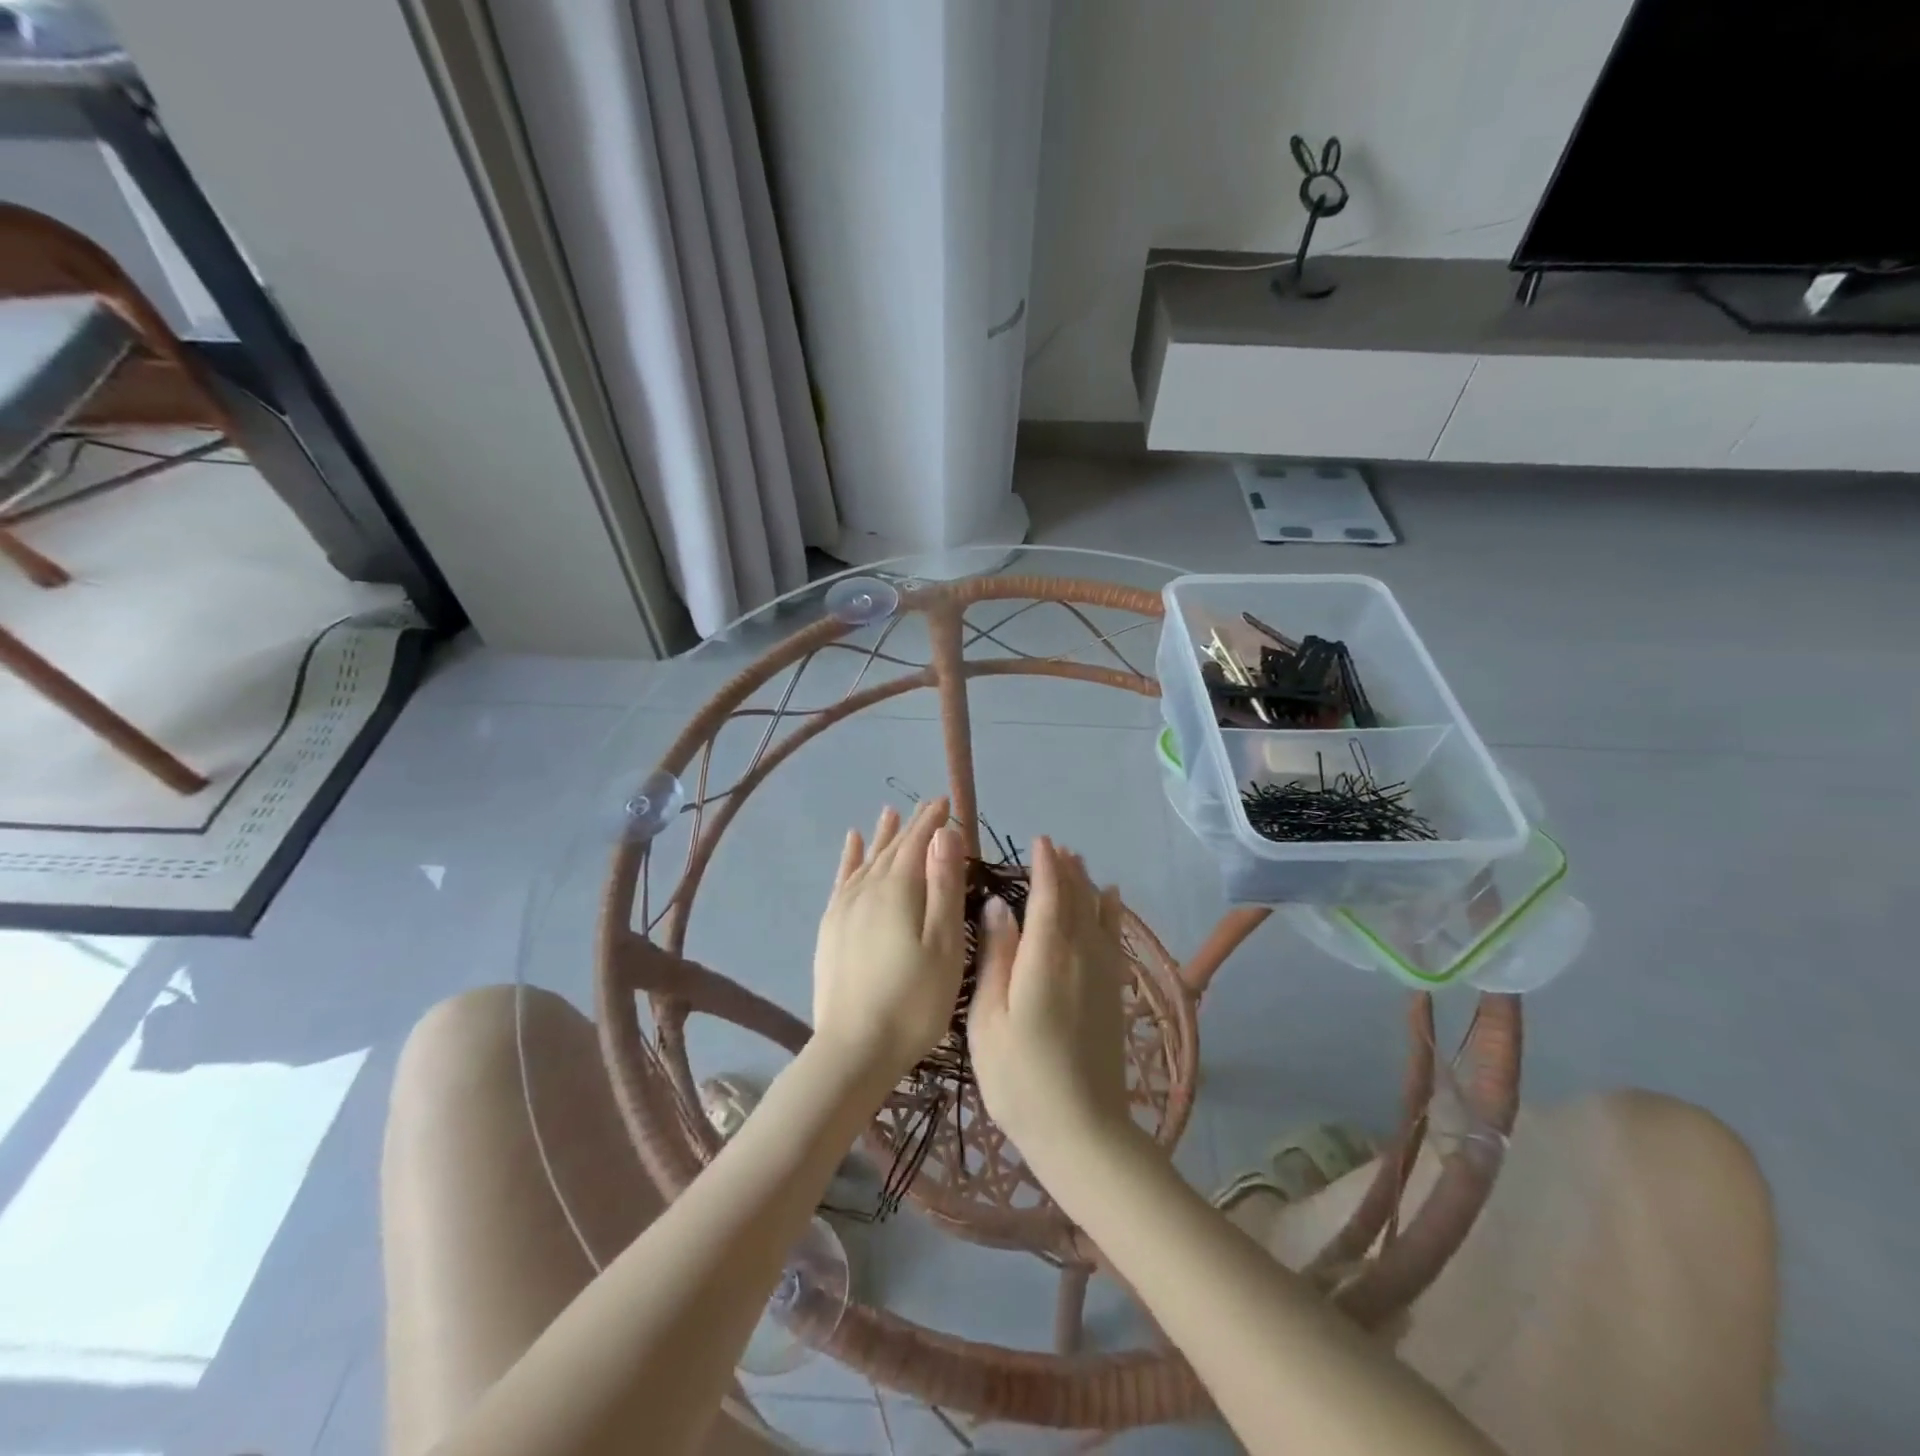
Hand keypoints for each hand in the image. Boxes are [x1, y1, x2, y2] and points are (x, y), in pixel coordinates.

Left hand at [811, 799, 967, 1083]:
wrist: (855, 1047)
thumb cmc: (915, 1000)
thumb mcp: (945, 944)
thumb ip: (944, 886)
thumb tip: (945, 834)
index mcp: (899, 889)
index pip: (918, 842)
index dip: (933, 820)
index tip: (946, 801)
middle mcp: (868, 888)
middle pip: (892, 848)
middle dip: (912, 825)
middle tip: (928, 806)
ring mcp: (844, 907)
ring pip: (867, 859)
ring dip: (881, 836)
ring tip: (890, 814)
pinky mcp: (831, 927)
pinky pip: (842, 879)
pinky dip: (850, 858)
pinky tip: (852, 845)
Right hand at [968, 837, 1137, 1180]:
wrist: (1082, 1130)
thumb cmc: (1020, 1076)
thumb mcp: (989, 1018)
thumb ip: (996, 956)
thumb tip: (998, 905)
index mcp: (1046, 955)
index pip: (1048, 895)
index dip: (1044, 865)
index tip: (1039, 841)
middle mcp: (1080, 955)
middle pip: (1076, 900)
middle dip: (1066, 870)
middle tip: (1056, 847)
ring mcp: (1102, 975)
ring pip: (1097, 915)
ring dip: (1087, 886)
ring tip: (1080, 864)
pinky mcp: (1114, 994)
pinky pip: (1113, 938)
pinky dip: (1111, 915)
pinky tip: (1111, 904)